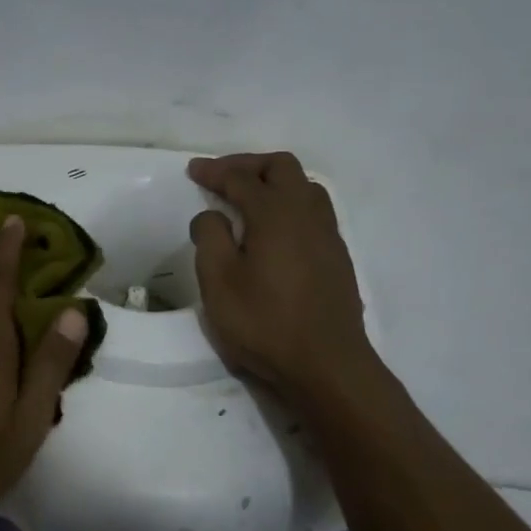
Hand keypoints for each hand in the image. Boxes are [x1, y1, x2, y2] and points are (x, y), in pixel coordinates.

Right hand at [188, 152, 371, 407]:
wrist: (326, 365)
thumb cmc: (265, 323)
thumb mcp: (219, 282)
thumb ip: (210, 238)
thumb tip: (211, 215)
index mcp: (276, 214)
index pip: (242, 179)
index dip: (214, 171)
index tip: (193, 170)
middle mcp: (307, 214)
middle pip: (281, 168)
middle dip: (248, 166)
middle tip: (221, 178)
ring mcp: (328, 235)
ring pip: (304, 187)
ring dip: (273, 183)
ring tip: (248, 200)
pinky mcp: (337, 257)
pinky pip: (314, 211)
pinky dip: (289, 205)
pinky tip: (274, 230)